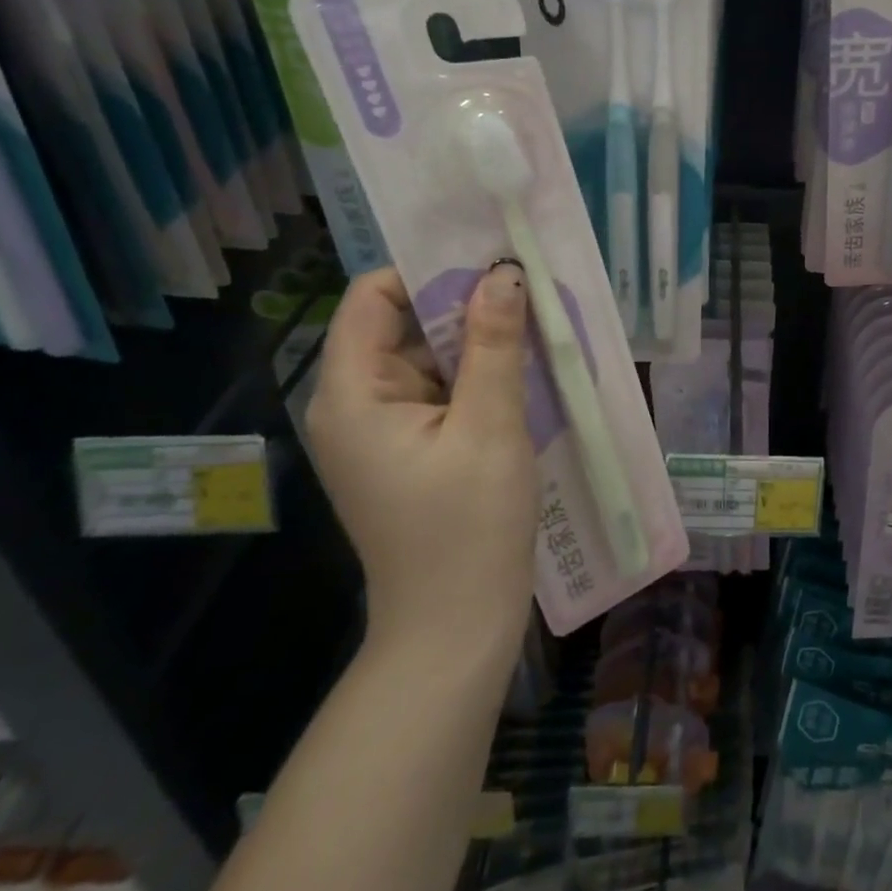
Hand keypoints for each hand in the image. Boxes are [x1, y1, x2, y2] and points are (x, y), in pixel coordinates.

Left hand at [307, 263, 539, 653]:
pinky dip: (480, 376)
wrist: (456, 627)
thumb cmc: (468, 527)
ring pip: (430, 358)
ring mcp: (383, 429)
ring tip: (538, 325)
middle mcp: (356, 403)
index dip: (429, 271)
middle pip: (404, 325)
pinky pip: (442, 391)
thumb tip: (504, 273)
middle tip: (530, 289)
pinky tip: (527, 370)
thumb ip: (495, 345)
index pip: (374, 298)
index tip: (492, 263)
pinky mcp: (411, 449)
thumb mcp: (490, 427)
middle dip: (465, 304)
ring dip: (480, 341)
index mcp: (353, 393)